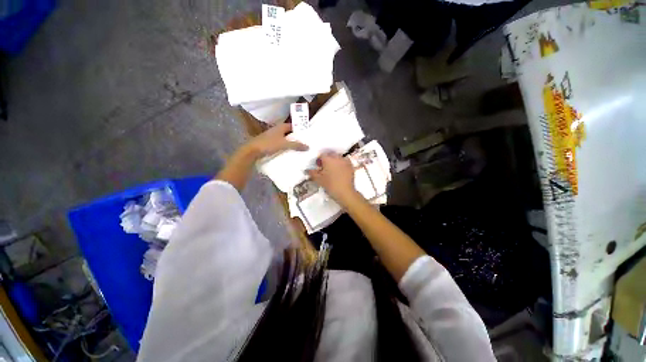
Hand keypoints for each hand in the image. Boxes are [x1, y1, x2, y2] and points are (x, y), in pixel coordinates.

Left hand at [244, 123, 307, 157]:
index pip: (292, 126)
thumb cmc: (269, 144)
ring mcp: (272, 137)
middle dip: (296, 137)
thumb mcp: (284, 144)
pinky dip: (285, 147)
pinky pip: (280, 144)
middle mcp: (276, 130)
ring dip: (290, 143)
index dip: (299, 129)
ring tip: (298, 148)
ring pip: (284, 139)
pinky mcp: (269, 144)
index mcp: (280, 127)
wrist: (253, 151)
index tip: (306, 134)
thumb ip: (296, 145)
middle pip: (288, 133)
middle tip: (304, 142)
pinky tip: (288, 153)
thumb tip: (308, 147)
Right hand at [307, 152, 359, 205]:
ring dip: (334, 161)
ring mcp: (345, 161)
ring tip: (333, 169)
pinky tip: (340, 171)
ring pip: (338, 157)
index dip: (319, 160)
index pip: (321, 155)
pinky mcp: (351, 166)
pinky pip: (345, 161)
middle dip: (327, 159)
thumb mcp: (318, 179)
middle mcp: (337, 157)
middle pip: (330, 154)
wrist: (345, 192)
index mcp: (328, 159)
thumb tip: (307, 170)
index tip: (318, 166)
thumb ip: (312, 173)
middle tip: (325, 168)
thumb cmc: (330, 185)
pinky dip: (341, 164)